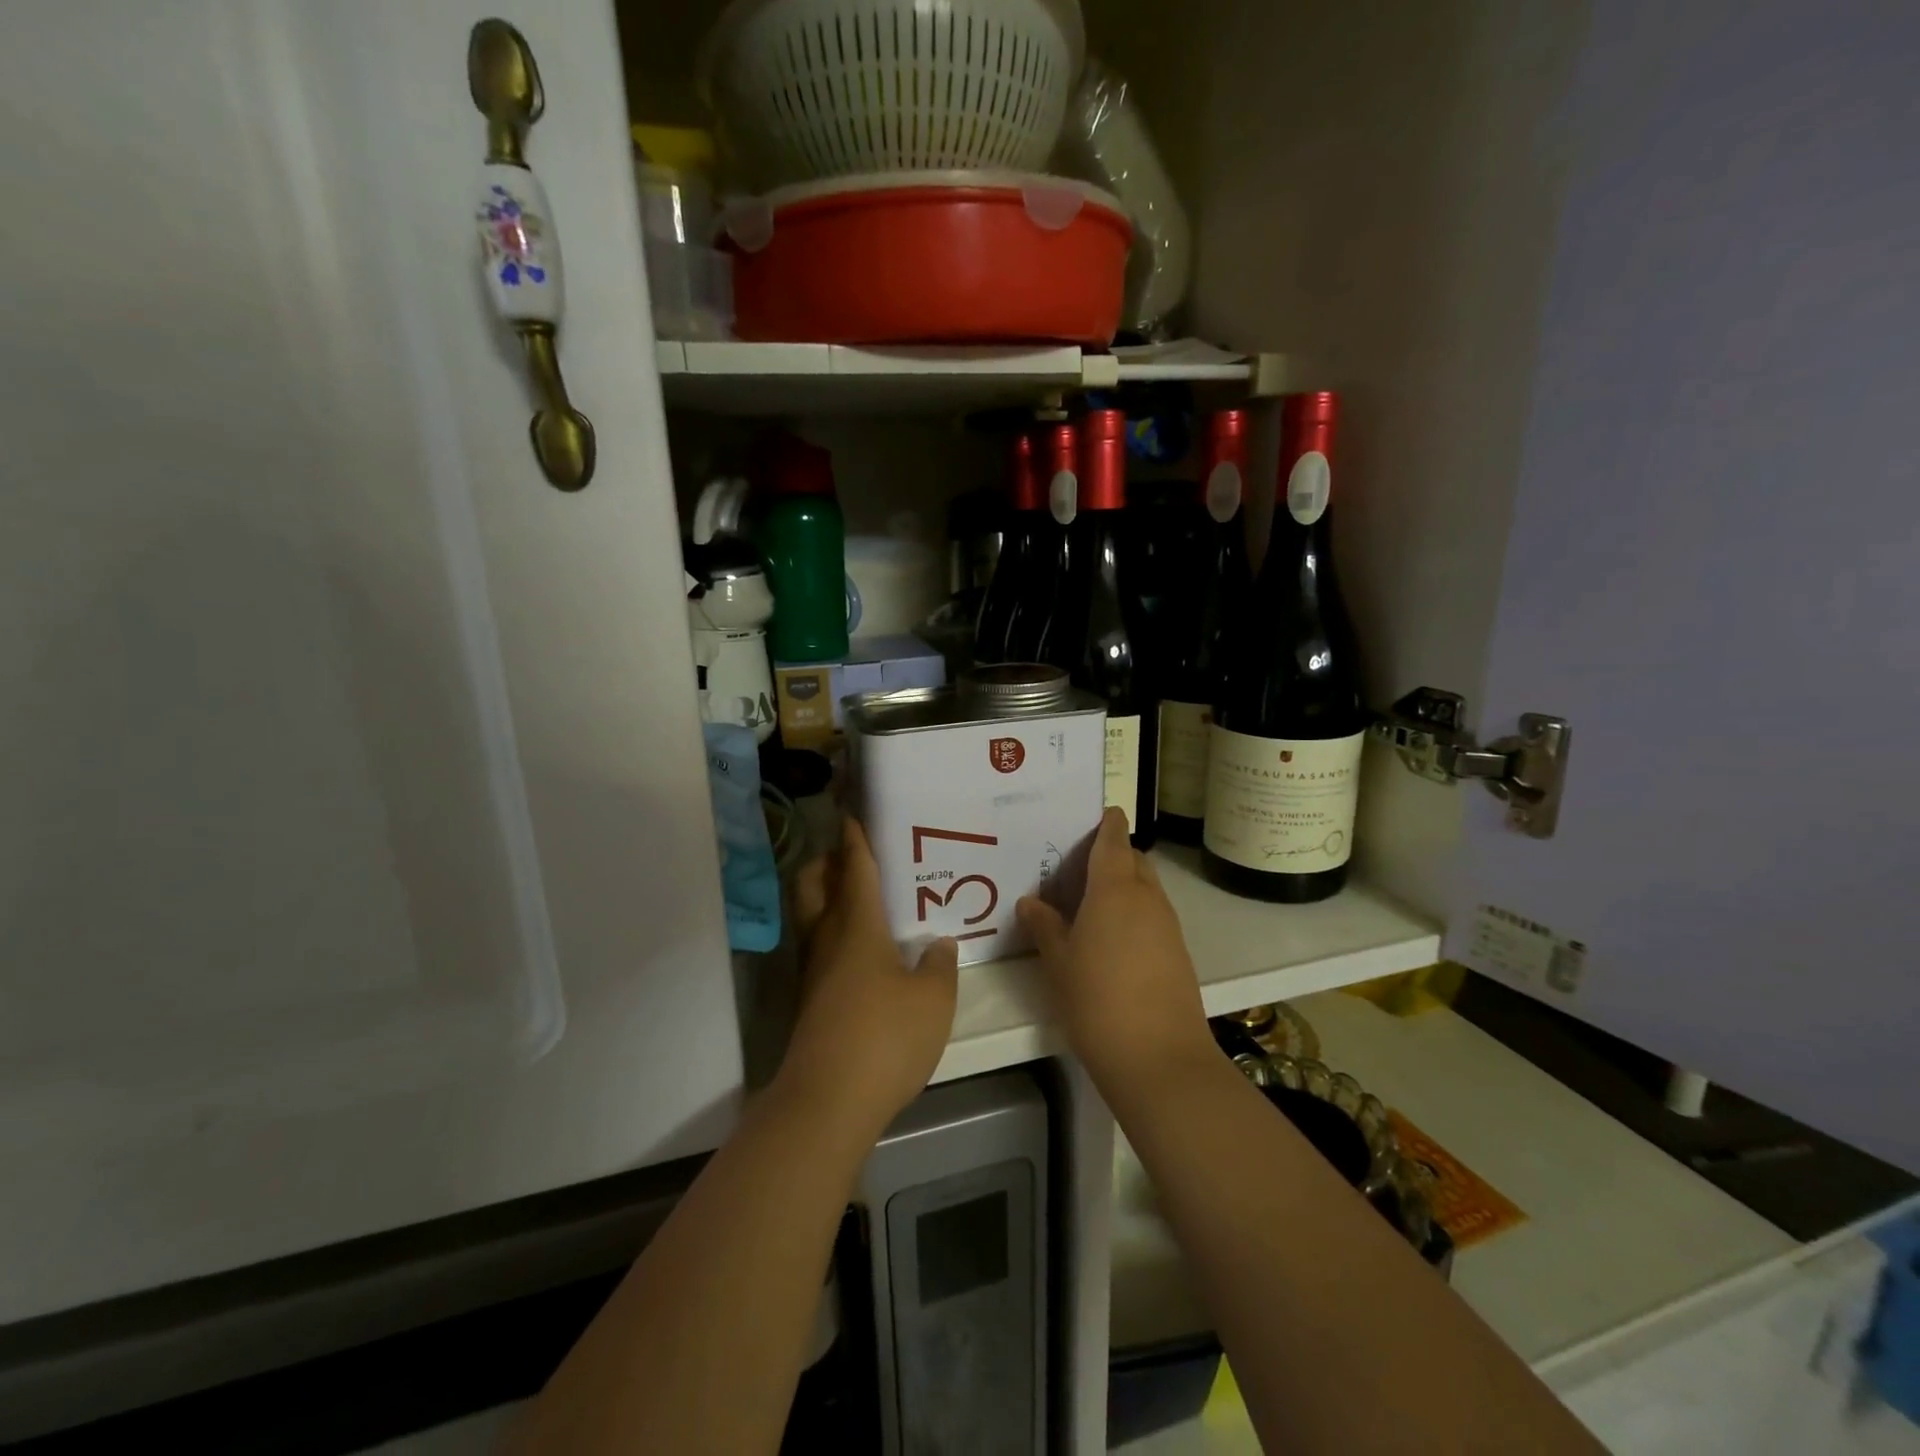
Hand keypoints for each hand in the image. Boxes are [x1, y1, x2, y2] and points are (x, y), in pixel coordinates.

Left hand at [777, 819, 958, 1136]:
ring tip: (864, 901)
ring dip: (828, 897)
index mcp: (857, 925)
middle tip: (854, 856)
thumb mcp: (933, 999)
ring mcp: (811, 972)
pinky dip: (834, 933)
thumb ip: (939, 964)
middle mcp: (826, 939)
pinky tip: (864, 953)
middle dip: (827, 862)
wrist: (828, 1101)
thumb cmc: (885, 1037)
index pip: (855, 867)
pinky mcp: (809, 1001)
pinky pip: (818, 948)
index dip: (855, 837)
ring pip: (811, 916)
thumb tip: (937, 943)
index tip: (852, 812)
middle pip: (813, 883)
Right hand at [1017, 808, 1215, 1102]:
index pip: (1114, 838)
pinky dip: (1133, 913)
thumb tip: (1031, 902)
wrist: (1159, 1059)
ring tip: (1086, 903)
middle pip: (1133, 859)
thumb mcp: (1059, 962)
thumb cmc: (1097, 1000)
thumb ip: (1044, 926)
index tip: (1089, 815)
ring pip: (1145, 888)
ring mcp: (1167, 925)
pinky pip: (1153, 915)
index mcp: (1115, 888)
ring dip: (1121, 885)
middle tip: (1074, 868)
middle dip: (1110, 854)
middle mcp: (1146, 897)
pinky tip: (1108, 938)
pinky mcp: (1178, 952)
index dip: (1105, 822)